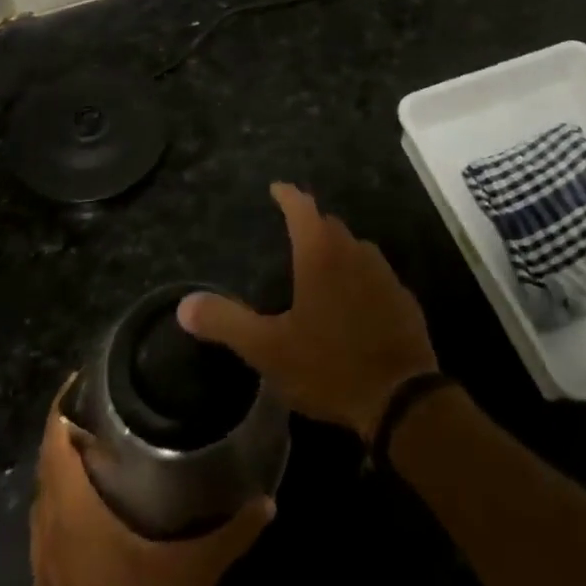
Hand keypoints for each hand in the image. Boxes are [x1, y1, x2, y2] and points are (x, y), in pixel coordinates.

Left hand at [31, 384, 272, 585]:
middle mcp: (50, 531)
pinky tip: (92, 502)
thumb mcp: (194, 572)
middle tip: (107, 400)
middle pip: (47, 463)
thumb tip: (269, 497)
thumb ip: (232, 530)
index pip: (55, 442)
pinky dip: (61, 501)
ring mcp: (43, 563)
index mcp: (75, 514)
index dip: (64, 404)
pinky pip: (45, 526)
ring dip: (63, 466)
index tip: (87, 374)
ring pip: (43, 497)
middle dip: (70, 428)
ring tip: (101, 440)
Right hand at [178, 182, 438, 441]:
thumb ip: (227, 322)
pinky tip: (351, 302)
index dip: (287, 195)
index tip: (276, 188)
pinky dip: (358, 278)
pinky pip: (374, 275)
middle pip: (329, 225)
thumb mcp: (269, 349)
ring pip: (354, 248)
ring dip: (336, 250)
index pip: (301, 208)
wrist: (400, 397)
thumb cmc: (328, 365)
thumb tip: (184, 305)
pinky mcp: (402, 296)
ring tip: (319, 268)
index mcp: (321, 254)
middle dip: (311, 223)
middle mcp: (354, 251)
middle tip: (292, 233)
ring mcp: (383, 272)